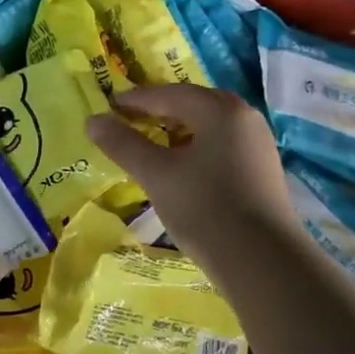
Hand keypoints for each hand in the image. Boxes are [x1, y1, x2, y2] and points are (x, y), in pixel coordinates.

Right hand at [86, 83, 292, 265]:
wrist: (261, 259)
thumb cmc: (204, 208)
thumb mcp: (156, 175)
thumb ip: (123, 145)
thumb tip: (93, 120)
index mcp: (220, 111)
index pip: (170, 94)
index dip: (136, 99)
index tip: (109, 106)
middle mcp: (244, 118)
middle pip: (193, 105)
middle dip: (159, 110)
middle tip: (128, 120)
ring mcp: (256, 145)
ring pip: (208, 127)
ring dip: (176, 130)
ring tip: (149, 143)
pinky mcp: (259, 171)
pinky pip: (219, 146)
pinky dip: (194, 148)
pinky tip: (179, 168)